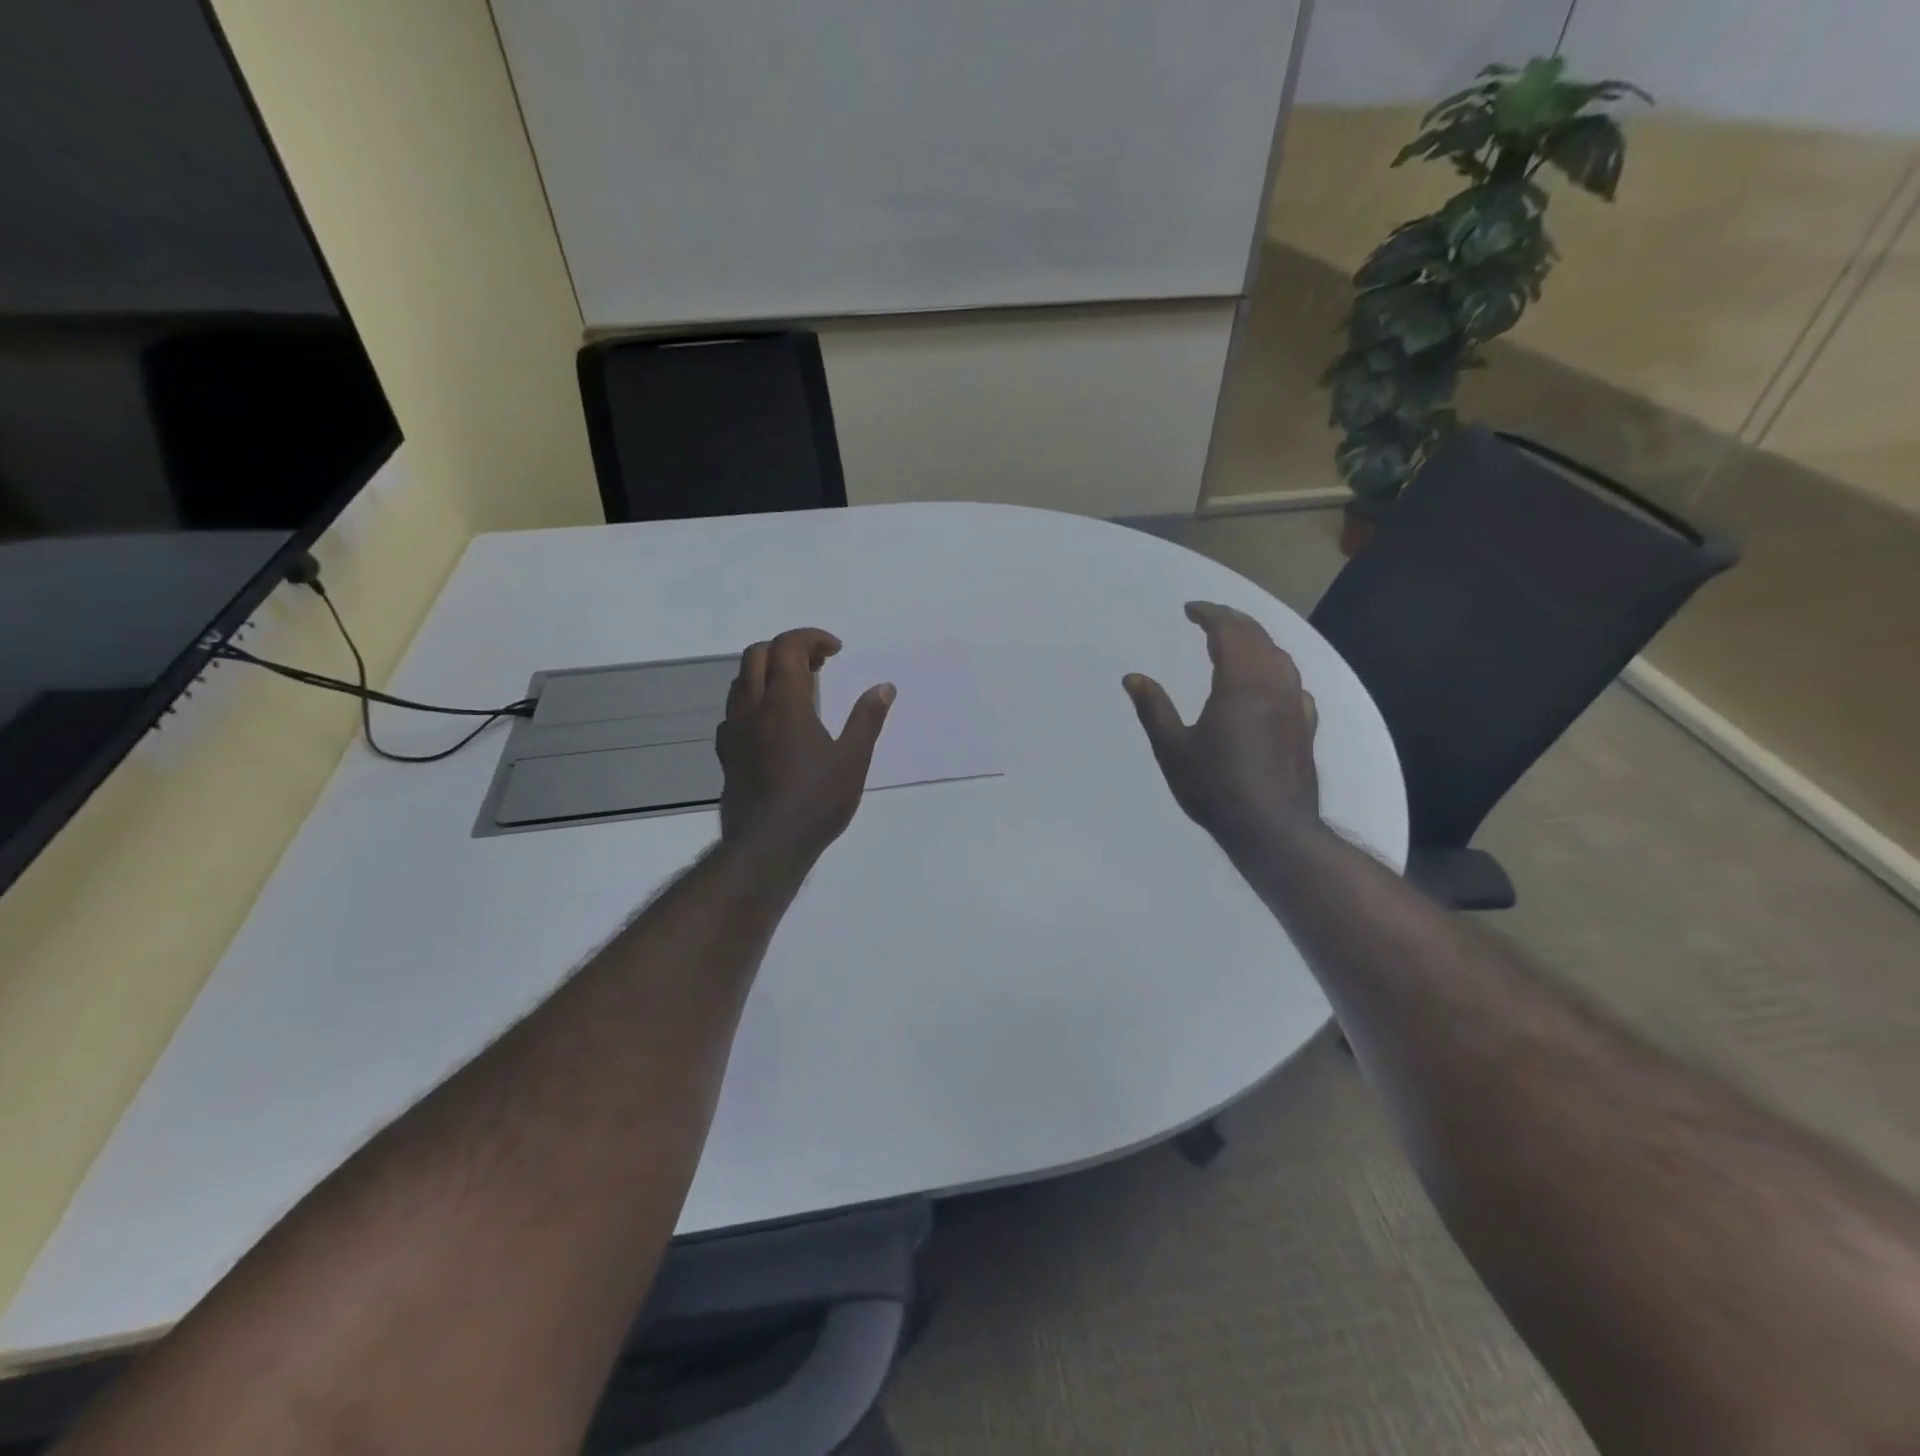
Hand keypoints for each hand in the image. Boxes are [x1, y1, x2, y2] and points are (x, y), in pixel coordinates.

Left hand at [716, 628, 893, 868]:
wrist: (767, 846)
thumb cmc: (816, 801)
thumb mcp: (853, 760)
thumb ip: (867, 719)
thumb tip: (884, 687)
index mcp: (785, 703)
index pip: (788, 646)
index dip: (811, 638)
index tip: (835, 651)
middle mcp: (753, 708)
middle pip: (757, 655)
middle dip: (787, 648)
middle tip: (818, 665)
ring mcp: (734, 731)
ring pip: (740, 681)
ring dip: (767, 672)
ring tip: (797, 690)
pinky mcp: (726, 754)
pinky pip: (733, 712)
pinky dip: (753, 702)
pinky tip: (771, 724)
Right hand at [1124, 601, 1319, 851]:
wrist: (1273, 828)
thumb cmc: (1216, 788)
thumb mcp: (1173, 750)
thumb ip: (1154, 709)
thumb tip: (1133, 678)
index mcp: (1240, 685)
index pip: (1228, 632)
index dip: (1210, 614)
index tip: (1190, 609)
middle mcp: (1273, 685)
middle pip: (1258, 637)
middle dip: (1234, 621)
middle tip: (1210, 617)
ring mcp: (1295, 705)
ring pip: (1280, 657)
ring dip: (1257, 640)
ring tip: (1237, 641)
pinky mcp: (1306, 726)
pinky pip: (1293, 682)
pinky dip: (1276, 668)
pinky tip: (1270, 682)